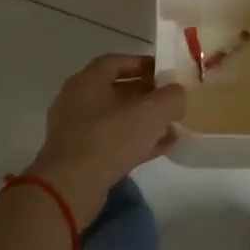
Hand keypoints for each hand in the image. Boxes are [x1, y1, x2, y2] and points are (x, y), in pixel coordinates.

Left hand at [28, 55, 185, 221]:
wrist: (71, 187)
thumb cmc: (110, 138)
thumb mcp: (152, 112)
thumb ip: (171, 97)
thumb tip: (177, 94)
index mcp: (88, 81)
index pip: (116, 62)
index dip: (143, 64)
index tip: (166, 73)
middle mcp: (78, 101)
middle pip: (117, 90)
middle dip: (148, 95)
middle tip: (172, 101)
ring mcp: (77, 130)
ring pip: (117, 118)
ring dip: (145, 121)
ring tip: (173, 126)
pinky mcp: (81, 156)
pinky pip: (113, 141)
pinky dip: (137, 141)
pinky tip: (162, 147)